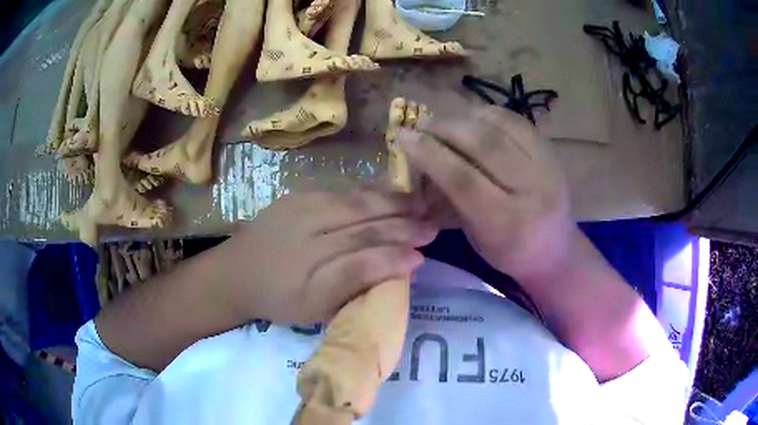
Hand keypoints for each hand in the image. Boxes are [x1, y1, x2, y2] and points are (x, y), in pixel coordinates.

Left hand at [215, 190, 437, 323]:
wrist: (234, 272)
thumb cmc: (278, 298)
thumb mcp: (316, 305)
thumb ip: (358, 281)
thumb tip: (405, 262)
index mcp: (313, 262)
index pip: (366, 252)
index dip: (398, 251)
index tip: (427, 251)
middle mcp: (309, 226)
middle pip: (366, 220)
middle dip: (404, 221)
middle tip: (434, 222)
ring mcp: (303, 204)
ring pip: (357, 199)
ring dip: (393, 201)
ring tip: (420, 202)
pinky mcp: (299, 193)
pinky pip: (343, 190)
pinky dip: (371, 191)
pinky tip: (388, 192)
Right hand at [399, 106, 574, 281]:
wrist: (556, 249)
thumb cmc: (508, 251)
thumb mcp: (475, 235)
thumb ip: (451, 197)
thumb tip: (421, 157)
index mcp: (508, 224)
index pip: (463, 180)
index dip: (430, 154)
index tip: (404, 137)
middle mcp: (532, 190)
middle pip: (483, 145)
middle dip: (446, 129)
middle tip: (424, 125)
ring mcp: (547, 166)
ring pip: (500, 126)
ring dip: (466, 118)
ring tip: (447, 122)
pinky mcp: (552, 151)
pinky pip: (516, 120)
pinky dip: (489, 114)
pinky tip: (475, 120)